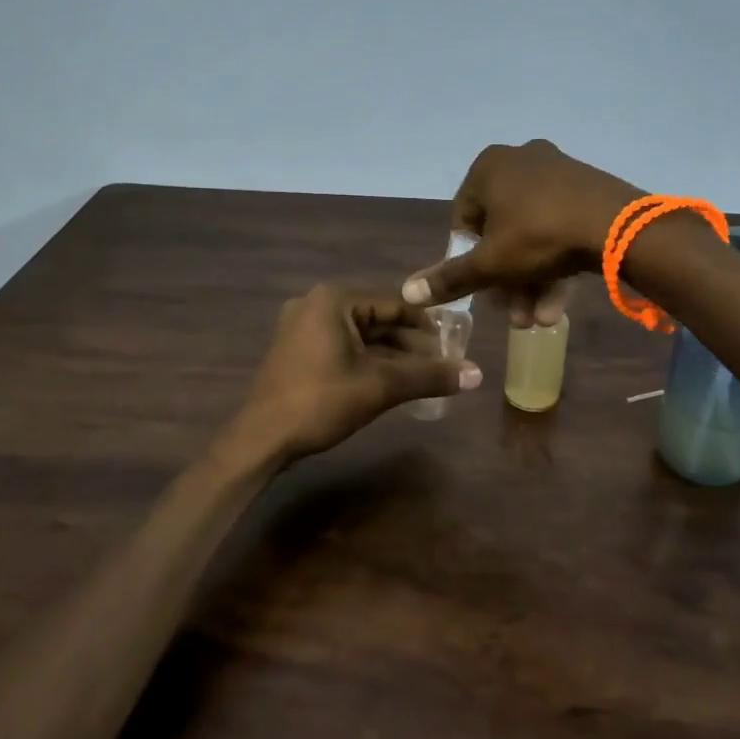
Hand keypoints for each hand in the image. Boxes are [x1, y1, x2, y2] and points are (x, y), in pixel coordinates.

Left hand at [239, 285, 482, 460]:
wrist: (261, 440)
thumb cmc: (321, 402)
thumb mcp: (381, 386)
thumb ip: (429, 376)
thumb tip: (478, 375)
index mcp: (334, 299)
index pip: (394, 304)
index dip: (428, 325)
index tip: (454, 344)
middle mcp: (316, 304)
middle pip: (378, 319)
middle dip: (411, 344)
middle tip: (443, 364)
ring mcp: (302, 327)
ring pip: (361, 336)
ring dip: (392, 356)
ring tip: (424, 376)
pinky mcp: (297, 350)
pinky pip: (343, 348)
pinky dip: (368, 362)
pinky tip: (392, 382)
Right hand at [401, 139, 641, 326]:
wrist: (618, 227)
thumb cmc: (538, 236)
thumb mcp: (490, 264)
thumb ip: (449, 279)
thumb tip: (407, 292)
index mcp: (489, 167)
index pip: (464, 221)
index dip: (469, 262)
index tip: (482, 292)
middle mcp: (521, 161)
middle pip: (501, 233)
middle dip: (506, 282)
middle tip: (514, 316)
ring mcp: (558, 173)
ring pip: (533, 236)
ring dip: (531, 283)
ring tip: (537, 322)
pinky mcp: (588, 190)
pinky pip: (560, 229)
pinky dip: (555, 266)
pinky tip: (558, 307)